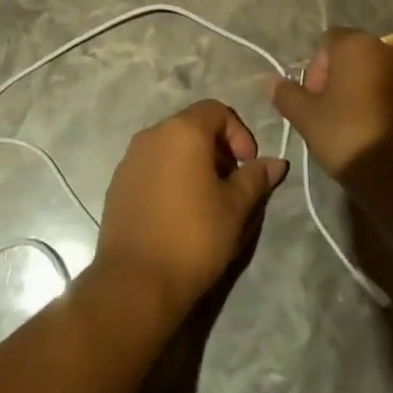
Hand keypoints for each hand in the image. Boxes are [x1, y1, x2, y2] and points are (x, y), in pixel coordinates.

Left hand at [92, 100, 287, 323]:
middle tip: (231, 183)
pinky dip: (169, 176)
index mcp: (182, 131)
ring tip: (206, 199)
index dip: (239, 132)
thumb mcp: (236, 208)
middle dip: (217, 148)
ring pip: (169, 146)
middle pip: (191, 125)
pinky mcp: (117, 183)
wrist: (136, 281)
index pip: (216, 110)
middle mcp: (151, 135)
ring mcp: (129, 159)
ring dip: (192, 162)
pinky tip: (177, 212)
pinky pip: (151, 166)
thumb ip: (256, 178)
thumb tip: (275, 162)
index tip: (248, 165)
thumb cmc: (194, 237)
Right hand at [269, 28, 392, 179]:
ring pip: (379, 74)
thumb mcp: (307, 118)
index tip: (314, 99)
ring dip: (365, 90)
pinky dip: (388, 103)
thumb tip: (274, 83)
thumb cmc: (349, 136)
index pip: (328, 42)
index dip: (315, 68)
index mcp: (357, 45)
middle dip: (340, 78)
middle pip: (355, 55)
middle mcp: (390, 48)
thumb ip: (288, 95)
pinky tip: (380, 131)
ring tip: (356, 125)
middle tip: (331, 113)